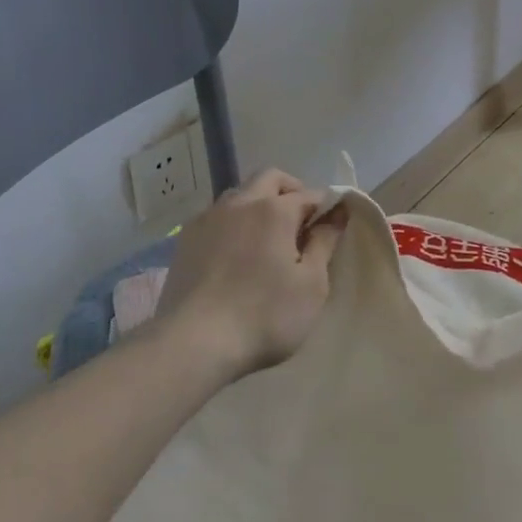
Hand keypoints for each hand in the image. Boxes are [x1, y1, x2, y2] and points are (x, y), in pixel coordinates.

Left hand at [156, 168, 346, 378]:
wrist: (194, 343)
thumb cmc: (265, 316)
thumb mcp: (311, 285)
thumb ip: (324, 244)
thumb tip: (336, 214)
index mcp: (275, 210)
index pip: (310, 194)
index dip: (326, 206)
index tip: (334, 224)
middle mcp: (241, 202)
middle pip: (270, 178)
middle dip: (291, 191)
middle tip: (301, 222)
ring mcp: (208, 218)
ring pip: (240, 193)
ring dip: (258, 203)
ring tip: (266, 237)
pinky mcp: (185, 238)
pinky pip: (216, 216)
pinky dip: (232, 223)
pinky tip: (234, 252)